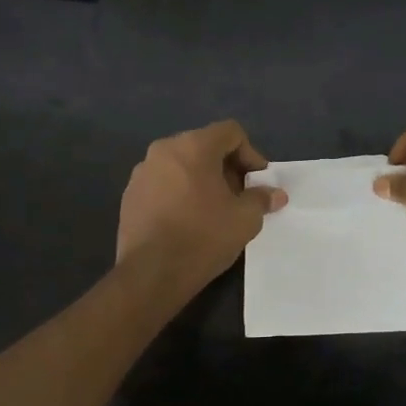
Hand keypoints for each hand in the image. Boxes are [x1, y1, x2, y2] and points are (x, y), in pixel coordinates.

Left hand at [117, 120, 285, 284]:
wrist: (152, 273)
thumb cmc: (204, 237)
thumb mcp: (245, 219)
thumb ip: (262, 199)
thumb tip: (276, 195)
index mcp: (193, 146)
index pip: (230, 132)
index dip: (250, 153)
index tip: (257, 181)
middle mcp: (164, 150)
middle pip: (204, 146)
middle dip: (226, 167)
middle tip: (239, 195)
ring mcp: (142, 172)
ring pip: (181, 165)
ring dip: (201, 179)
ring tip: (212, 209)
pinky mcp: (129, 195)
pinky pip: (162, 183)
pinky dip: (179, 193)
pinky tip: (186, 220)